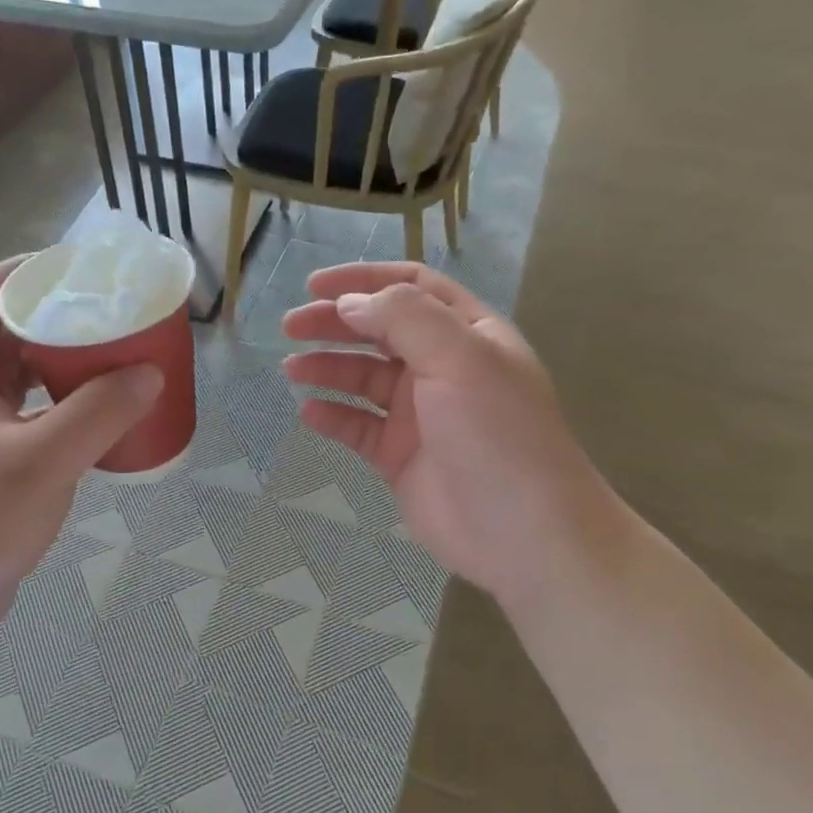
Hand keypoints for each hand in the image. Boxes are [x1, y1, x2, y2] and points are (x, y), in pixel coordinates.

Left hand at [0, 258, 160, 648]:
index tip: (68, 268)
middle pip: (6, 337)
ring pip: (24, 383)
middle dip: (54, 320)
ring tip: (116, 362)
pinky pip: (37, 423)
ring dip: (65, 368)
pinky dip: (69, 413)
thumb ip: (98, 413)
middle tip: (108, 316)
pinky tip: (104, 424)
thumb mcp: (43, 460)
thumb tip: (149, 372)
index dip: (15, 273)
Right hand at [282, 262, 610, 611]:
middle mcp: (443, 368)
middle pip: (380, 331)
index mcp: (467, 334)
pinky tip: (309, 413)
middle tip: (291, 326)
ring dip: (328, 369)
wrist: (521, 532)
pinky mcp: (400, 457)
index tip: (315, 285)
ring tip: (293, 371)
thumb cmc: (496, 434)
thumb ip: (404, 318)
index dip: (364, 280)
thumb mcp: (458, 357)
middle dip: (335, 324)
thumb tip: (349, 303)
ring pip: (364, 379)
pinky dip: (333, 417)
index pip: (412, 288)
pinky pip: (358, 427)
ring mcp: (420, 415)